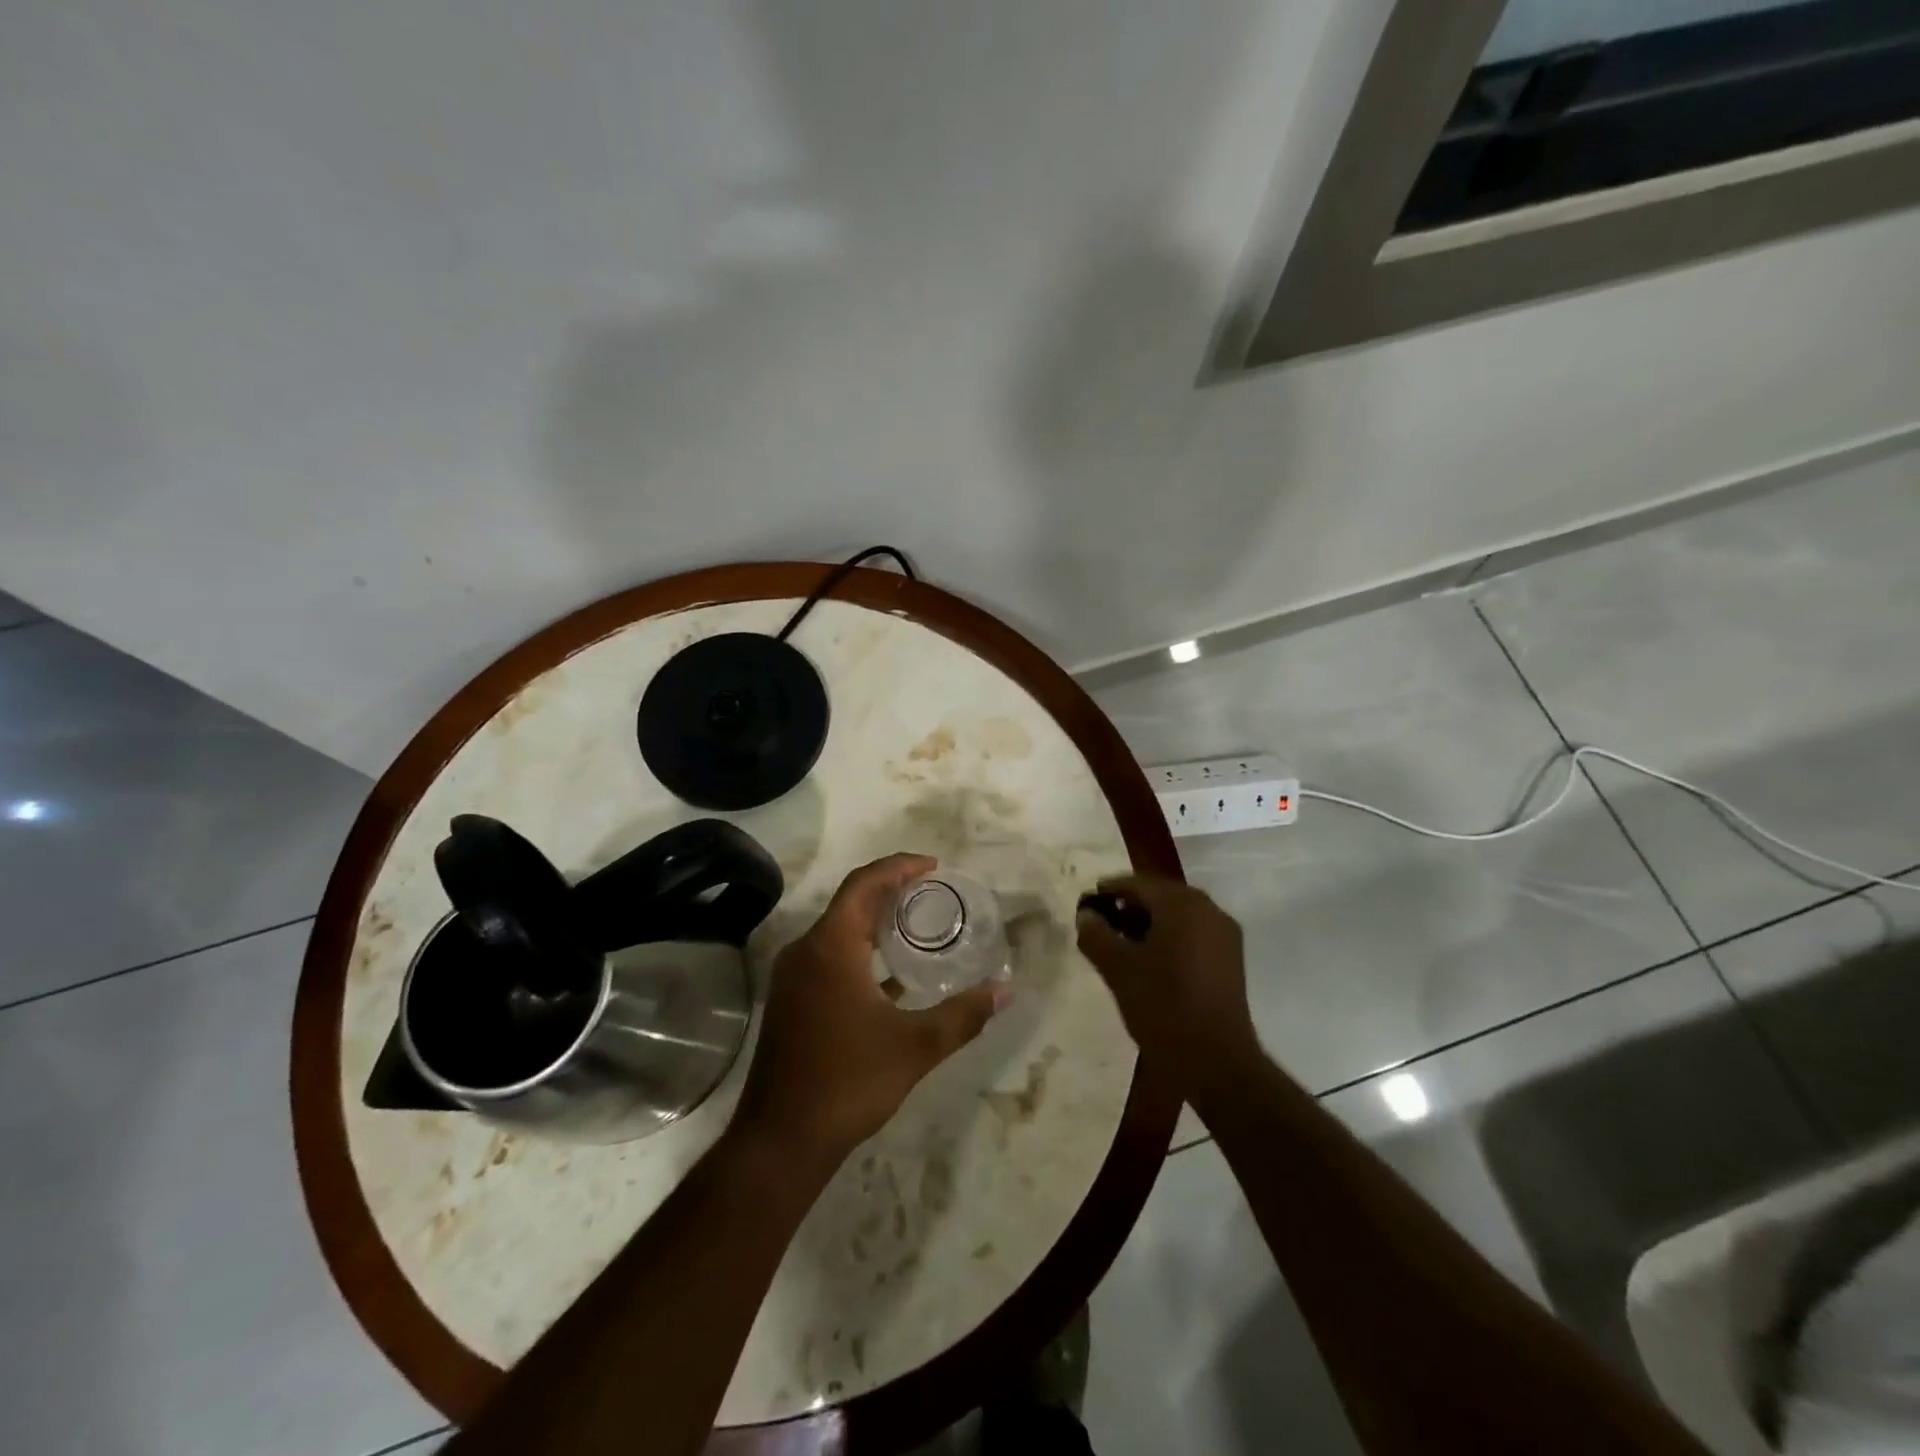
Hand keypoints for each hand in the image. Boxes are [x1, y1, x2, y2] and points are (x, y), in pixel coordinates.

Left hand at [733, 854, 1008, 1167]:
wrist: (781, 1140)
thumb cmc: (848, 1082)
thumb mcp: (915, 1046)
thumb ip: (964, 1014)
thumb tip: (1006, 989)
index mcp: (830, 947)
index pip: (863, 884)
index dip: (899, 867)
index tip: (933, 865)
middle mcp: (805, 952)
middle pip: (849, 902)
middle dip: (890, 889)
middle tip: (932, 890)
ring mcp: (793, 978)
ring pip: (838, 930)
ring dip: (875, 920)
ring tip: (917, 923)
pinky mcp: (791, 1002)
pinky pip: (829, 957)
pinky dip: (861, 951)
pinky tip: (892, 975)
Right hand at [1075, 875, 1261, 1094]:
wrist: (1215, 1061)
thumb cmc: (1162, 1005)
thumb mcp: (1117, 968)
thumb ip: (1096, 935)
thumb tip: (1086, 915)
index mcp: (1182, 903)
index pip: (1136, 883)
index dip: (1107, 892)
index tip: (1085, 906)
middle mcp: (1209, 909)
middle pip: (1160, 897)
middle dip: (1128, 908)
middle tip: (1101, 927)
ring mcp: (1225, 935)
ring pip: (1178, 917)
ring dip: (1149, 925)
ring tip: (1121, 948)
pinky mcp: (1231, 960)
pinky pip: (1193, 935)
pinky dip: (1170, 940)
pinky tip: (1150, 963)